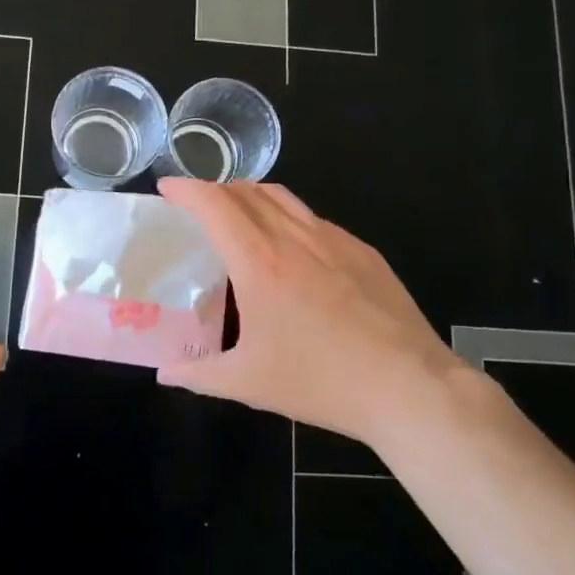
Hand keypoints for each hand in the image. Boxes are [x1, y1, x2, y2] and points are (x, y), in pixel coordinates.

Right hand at [155, 177, 468, 448]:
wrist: (409, 387)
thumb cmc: (321, 382)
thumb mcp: (249, 383)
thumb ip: (198, 374)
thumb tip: (165, 373)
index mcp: (259, 262)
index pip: (214, 204)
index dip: (186, 189)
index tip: (166, 187)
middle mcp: (294, 237)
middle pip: (247, 191)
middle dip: (215, 189)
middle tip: (197, 207)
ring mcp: (334, 240)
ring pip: (284, 198)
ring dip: (252, 197)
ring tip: (239, 218)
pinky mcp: (363, 251)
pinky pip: (315, 220)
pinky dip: (288, 218)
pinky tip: (292, 251)